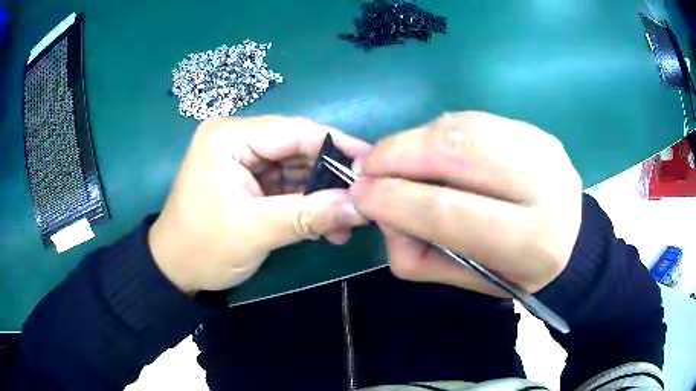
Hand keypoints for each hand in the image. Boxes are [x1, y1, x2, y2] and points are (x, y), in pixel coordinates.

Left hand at [148, 116, 370, 293]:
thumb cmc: (203, 247)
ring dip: (322, 195)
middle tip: (363, 198)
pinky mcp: (249, 183)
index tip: (372, 163)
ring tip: (349, 221)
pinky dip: (307, 205)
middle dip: (330, 176)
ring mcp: (243, 162)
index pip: (294, 131)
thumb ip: (309, 216)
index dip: (337, 145)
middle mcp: (238, 140)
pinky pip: (287, 187)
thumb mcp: (255, 231)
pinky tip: (328, 226)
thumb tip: (362, 207)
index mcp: (230, 137)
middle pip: (297, 149)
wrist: (175, 272)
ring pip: (296, 170)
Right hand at [350, 111, 582, 295]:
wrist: (570, 244)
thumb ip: (418, 254)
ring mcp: (544, 149)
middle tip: (369, 167)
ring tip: (396, 158)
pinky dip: (441, 131)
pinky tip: (432, 149)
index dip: (395, 200)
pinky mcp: (536, 131)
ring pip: (464, 127)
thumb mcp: (467, 281)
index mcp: (530, 241)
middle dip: (399, 154)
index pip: (449, 211)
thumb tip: (381, 210)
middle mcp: (544, 186)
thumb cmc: (518, 273)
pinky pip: (476, 120)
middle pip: (458, 152)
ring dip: (417, 139)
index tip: (360, 194)